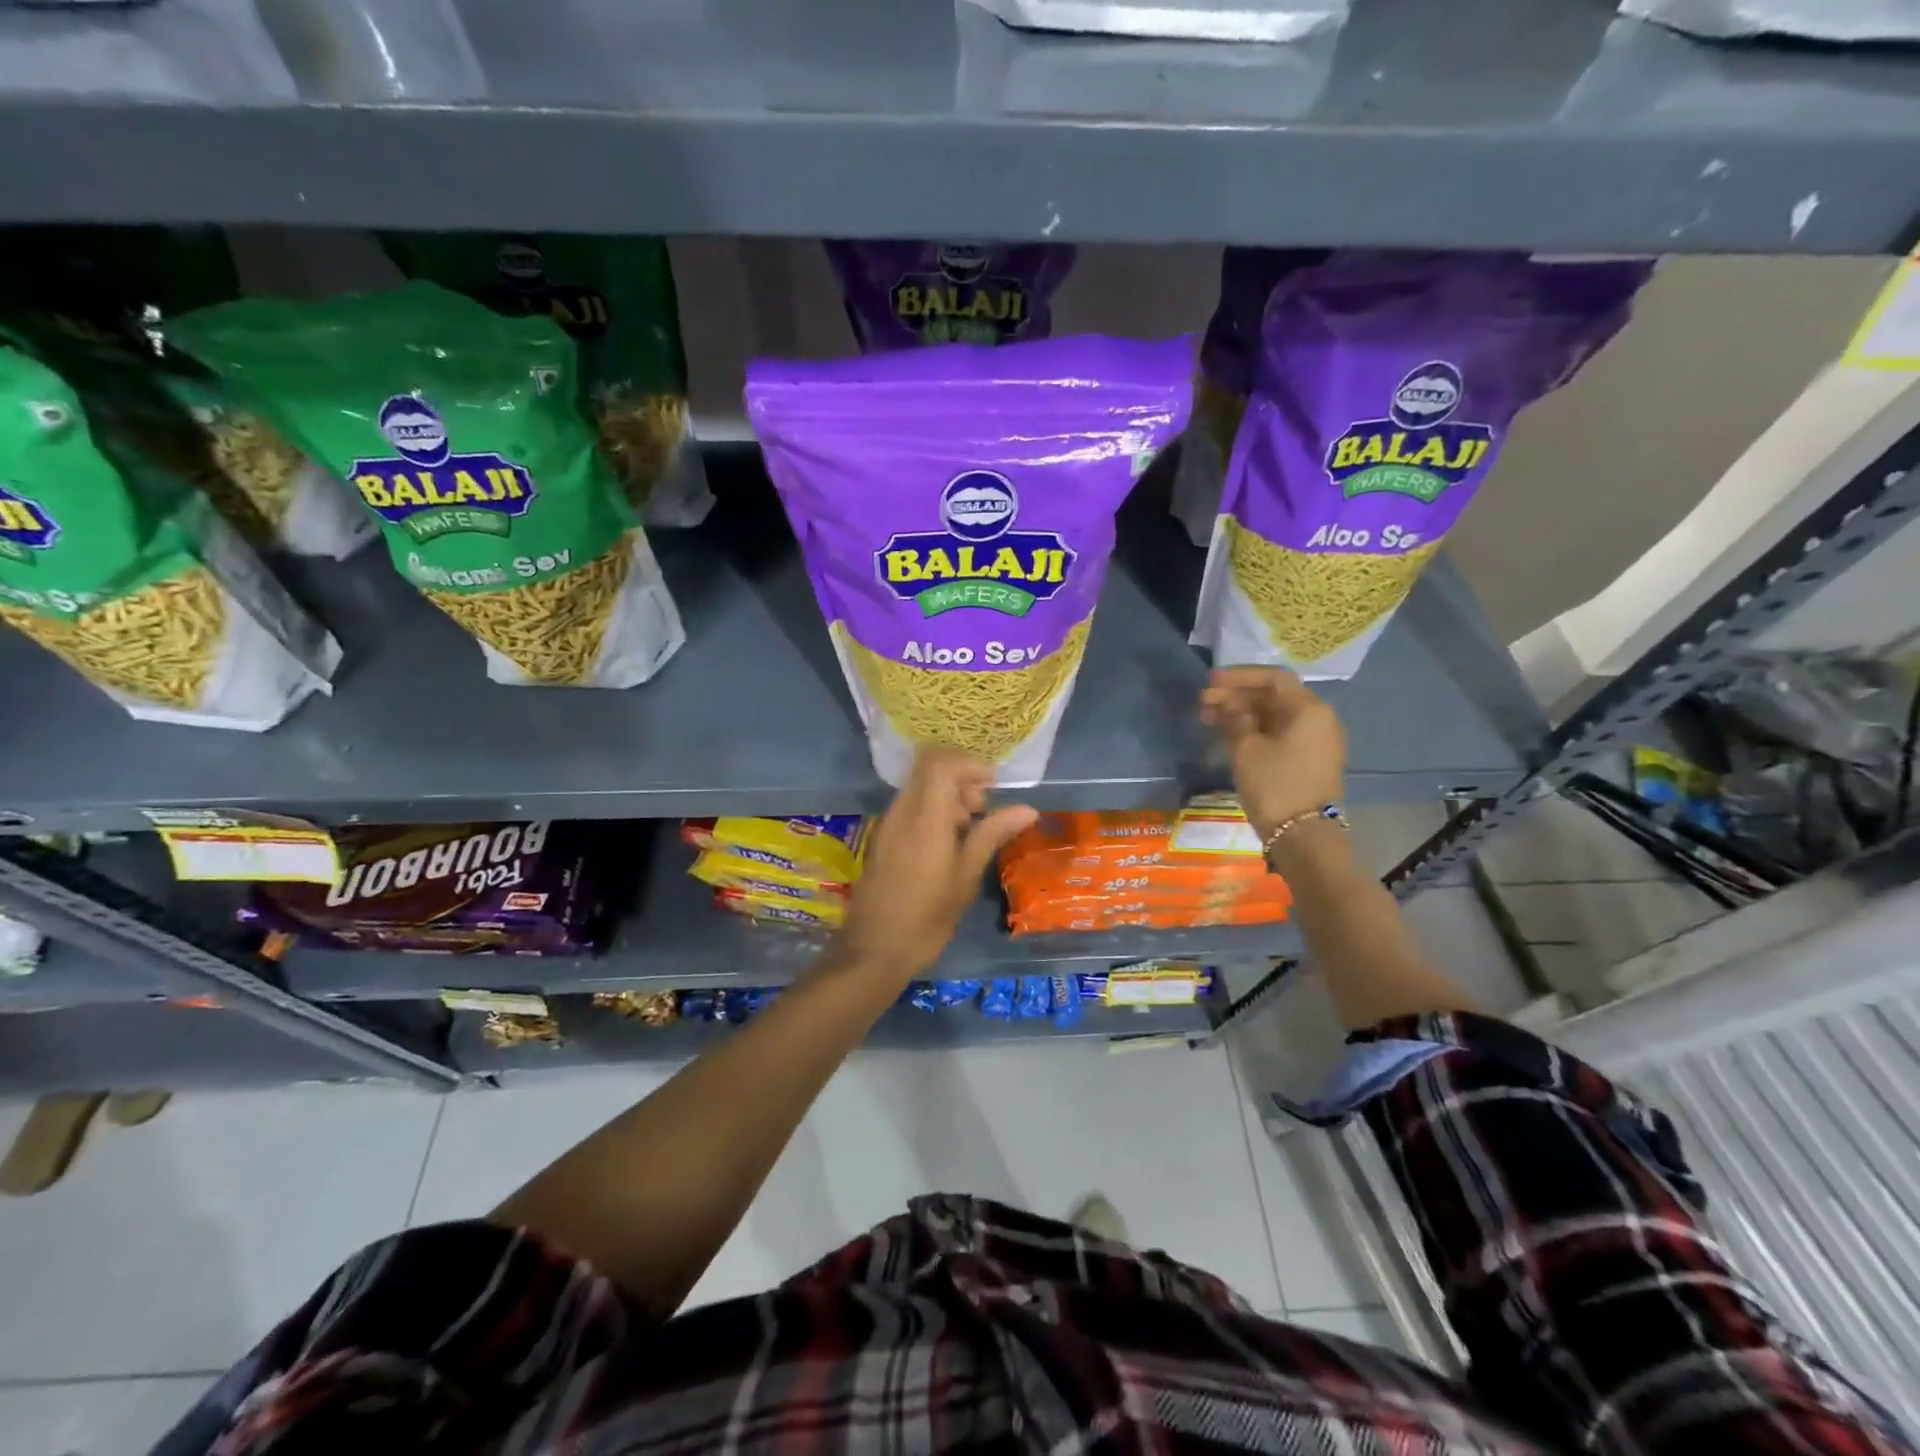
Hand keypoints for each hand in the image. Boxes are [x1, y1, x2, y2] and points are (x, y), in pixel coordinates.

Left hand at [836, 749, 1038, 979]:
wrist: (874, 950)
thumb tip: (1027, 808)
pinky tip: (947, 844)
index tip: (993, 787)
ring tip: (968, 831)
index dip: (969, 765)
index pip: (940, 764)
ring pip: (919, 788)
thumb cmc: (927, 918)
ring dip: (947, 797)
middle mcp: (902, 812)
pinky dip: (932, 811)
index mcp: (925, 818)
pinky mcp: (882, 839)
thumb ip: (992, 834)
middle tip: (982, 811)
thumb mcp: (966, 877)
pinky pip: (909, 807)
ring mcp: (888, 825)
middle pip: (929, 770)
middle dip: (961, 780)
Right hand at [1199, 667, 1345, 840]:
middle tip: (1203, 703)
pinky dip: (1255, 730)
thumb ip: (1236, 718)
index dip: (1239, 677)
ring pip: (1275, 717)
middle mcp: (1319, 719)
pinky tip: (1230, 736)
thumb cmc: (1275, 785)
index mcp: (1309, 709)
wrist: (1303, 837)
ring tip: (1209, 719)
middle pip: (1274, 697)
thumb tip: (1231, 705)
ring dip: (1243, 714)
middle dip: (1237, 697)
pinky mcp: (1309, 761)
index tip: (1210, 683)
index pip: (1273, 678)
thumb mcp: (1246, 748)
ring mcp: (1316, 742)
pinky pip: (1280, 734)